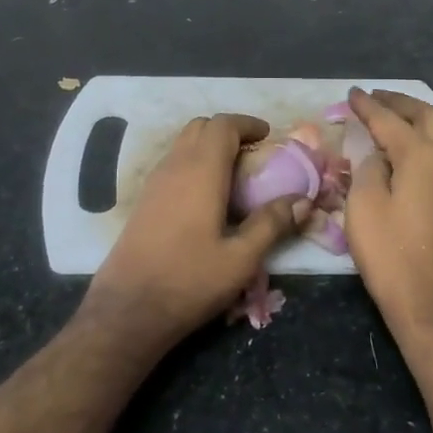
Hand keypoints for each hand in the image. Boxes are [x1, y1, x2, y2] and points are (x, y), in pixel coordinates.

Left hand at [85, 114, 308, 354]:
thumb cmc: (189, 281)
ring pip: (183, 145)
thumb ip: (272, 224)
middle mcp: (174, 167)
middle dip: (228, 131)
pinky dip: (194, 164)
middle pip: (200, 127)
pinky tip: (208, 198)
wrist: (128, 309)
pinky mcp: (144, 201)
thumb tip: (303, 201)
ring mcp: (154, 183)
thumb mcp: (241, 259)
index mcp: (201, 171)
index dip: (247, 124)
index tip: (268, 136)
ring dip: (209, 147)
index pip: (222, 125)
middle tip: (253, 154)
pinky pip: (172, 164)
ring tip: (235, 175)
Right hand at [344, 87, 432, 344]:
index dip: (367, 105)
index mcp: (420, 156)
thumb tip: (376, 155)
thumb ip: (368, 170)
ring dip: (420, 119)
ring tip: (398, 120)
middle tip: (376, 98)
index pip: (389, 119)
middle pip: (426, 116)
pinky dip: (432, 140)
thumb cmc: (393, 257)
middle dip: (399, 103)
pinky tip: (419, 153)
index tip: (351, 93)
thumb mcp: (364, 209)